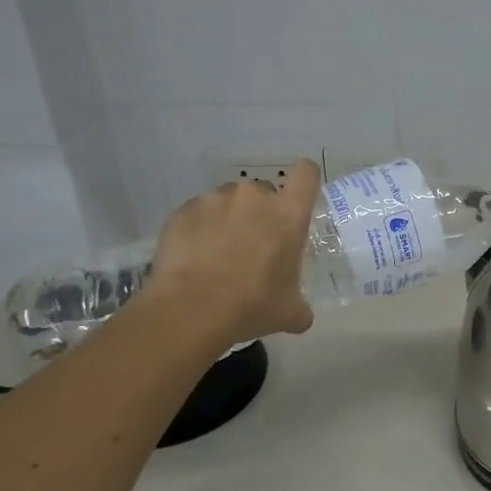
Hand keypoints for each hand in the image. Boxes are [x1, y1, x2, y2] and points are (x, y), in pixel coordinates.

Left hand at [143, 160, 321, 347]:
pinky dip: (199, 228)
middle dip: (260, 212)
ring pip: (229, 200)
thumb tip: (302, 316)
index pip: (306, 174)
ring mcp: (216, 199)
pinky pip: (199, 212)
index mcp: (289, 214)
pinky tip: (193, 257)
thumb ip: (300, 305)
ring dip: (229, 218)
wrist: (190, 309)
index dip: (304, 181)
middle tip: (252, 245)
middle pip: (264, 191)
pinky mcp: (185, 209)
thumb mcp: (289, 312)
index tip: (297, 199)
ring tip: (217, 253)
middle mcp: (255, 196)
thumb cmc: (252, 305)